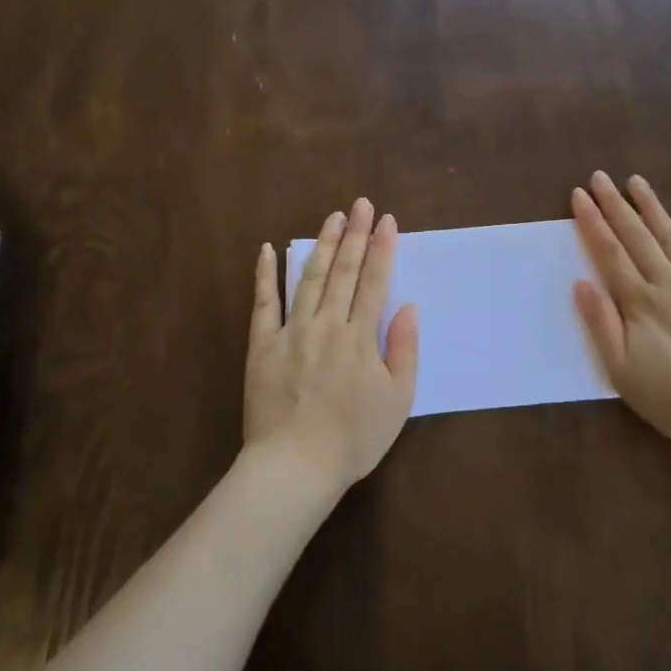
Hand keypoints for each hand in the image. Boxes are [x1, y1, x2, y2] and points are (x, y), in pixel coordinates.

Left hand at [247, 198, 419, 496]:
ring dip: (322, 245)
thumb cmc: (354, 439)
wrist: (295, 467)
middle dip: (355, 234)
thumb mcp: (397, 400)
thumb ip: (404, 350)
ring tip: (332, 217)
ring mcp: (292, 332)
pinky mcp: (262, 345)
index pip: (374, 282)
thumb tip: (408, 307)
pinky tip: (267, 249)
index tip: (387, 220)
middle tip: (361, 204)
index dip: (382, 249)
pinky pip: (264, 304)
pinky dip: (265, 275)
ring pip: (310, 279)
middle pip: (344, 272)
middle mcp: (327, 325)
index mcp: (360, 338)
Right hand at [571, 171, 670, 452]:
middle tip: (600, 176)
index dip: (592, 223)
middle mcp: (669, 284)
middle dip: (616, 205)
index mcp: (640, 303)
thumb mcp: (622, 372)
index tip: (579, 195)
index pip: (610, 254)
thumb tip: (581, 283)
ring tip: (636, 181)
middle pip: (637, 238)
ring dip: (652, 208)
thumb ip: (601, 324)